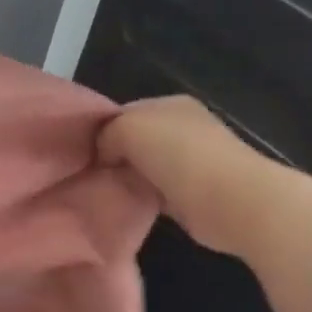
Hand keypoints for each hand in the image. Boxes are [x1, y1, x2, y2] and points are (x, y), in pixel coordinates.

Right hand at [98, 95, 279, 254]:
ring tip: (101, 193)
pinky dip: (141, 199)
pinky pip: (155, 193)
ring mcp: (192, 162)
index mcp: (171, 104)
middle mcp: (184, 129)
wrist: (230, 200)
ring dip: (126, 180)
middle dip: (112, 157)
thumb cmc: (178, 154)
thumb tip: (104, 155)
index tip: (82, 154)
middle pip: (134, 141)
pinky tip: (125, 206)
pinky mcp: (193, 195)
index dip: (101, 131)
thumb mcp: (128, 128)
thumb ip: (106, 134)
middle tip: (88, 176)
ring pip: (143, 168)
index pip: (124, 113)